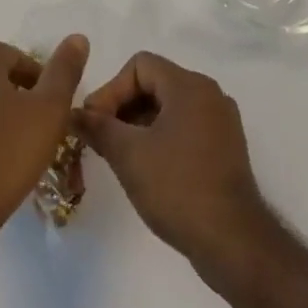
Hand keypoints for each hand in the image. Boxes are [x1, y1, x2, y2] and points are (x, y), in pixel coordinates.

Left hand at [0, 36, 88, 235]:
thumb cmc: (7, 152)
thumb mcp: (49, 108)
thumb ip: (65, 70)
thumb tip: (78, 37)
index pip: (21, 60)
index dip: (42, 88)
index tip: (52, 117)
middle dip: (21, 98)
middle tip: (39, 131)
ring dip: (2, 112)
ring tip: (20, 145)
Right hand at [77, 51, 275, 283]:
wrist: (233, 241)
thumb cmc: (177, 187)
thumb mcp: (128, 154)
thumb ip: (97, 127)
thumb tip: (74, 114)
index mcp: (190, 86)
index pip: (140, 65)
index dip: (111, 89)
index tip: (95, 121)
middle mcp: (210, 95)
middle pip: (155, 83)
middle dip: (122, 107)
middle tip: (100, 138)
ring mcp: (221, 123)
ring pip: (169, 107)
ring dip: (139, 124)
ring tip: (118, 154)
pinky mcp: (225, 149)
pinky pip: (185, 127)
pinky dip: (160, 137)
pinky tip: (145, 167)